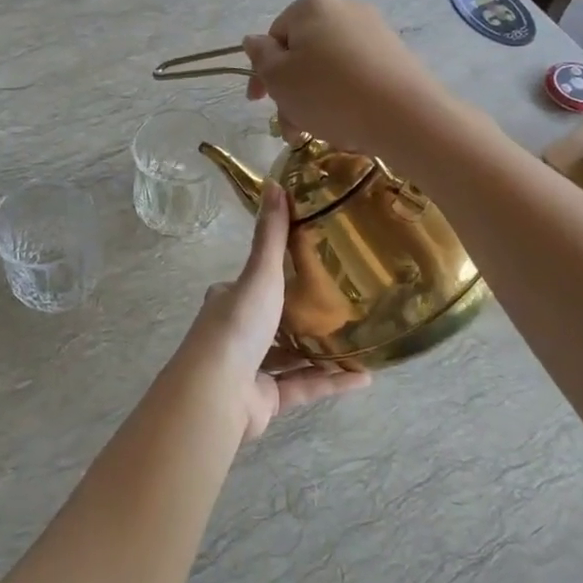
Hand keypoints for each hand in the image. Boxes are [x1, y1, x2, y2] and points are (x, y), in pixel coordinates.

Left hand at [171, 180, 368, 441]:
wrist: (218, 392)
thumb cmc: (238, 325)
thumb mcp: (259, 273)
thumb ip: (271, 235)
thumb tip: (275, 182)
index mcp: (228, 302)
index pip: (251, 285)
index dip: (274, 276)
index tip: (310, 267)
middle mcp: (237, 335)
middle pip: (274, 322)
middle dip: (304, 316)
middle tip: (344, 305)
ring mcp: (251, 370)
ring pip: (292, 357)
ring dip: (323, 352)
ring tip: (360, 340)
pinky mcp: (267, 400)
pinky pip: (305, 387)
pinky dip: (332, 382)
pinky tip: (364, 377)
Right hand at [241, 0, 450, 160]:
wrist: (404, 115)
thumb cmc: (328, 93)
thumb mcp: (279, 78)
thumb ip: (260, 57)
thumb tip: (254, 41)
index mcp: (312, 5)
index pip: (274, 36)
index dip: (262, 72)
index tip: (258, 103)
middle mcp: (345, 8)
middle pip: (303, 53)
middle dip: (291, 93)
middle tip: (291, 129)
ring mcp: (374, 31)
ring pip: (328, 68)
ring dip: (314, 101)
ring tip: (317, 133)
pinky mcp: (395, 56)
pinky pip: (356, 75)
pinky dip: (343, 98)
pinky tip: (345, 124)